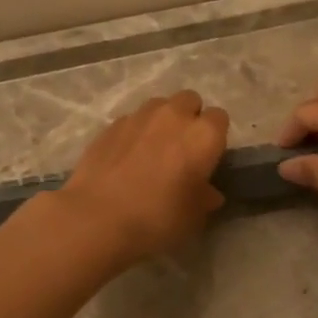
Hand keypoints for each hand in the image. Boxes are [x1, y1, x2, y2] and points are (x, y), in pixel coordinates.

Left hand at [58, 90, 229, 264]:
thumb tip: (209, 192)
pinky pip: (132, 120)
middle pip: (190, 100)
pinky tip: (126, 157)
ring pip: (159, 105)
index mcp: (203, 135)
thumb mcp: (193, 217)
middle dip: (189, 118)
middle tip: (182, 148)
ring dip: (162, 120)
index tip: (207, 157)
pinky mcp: (112, 124)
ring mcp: (140, 116)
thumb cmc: (157, 217)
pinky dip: (135, 132)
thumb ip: (205, 198)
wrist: (97, 217)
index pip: (220, 118)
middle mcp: (174, 115)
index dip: (215, 137)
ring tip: (153, 149)